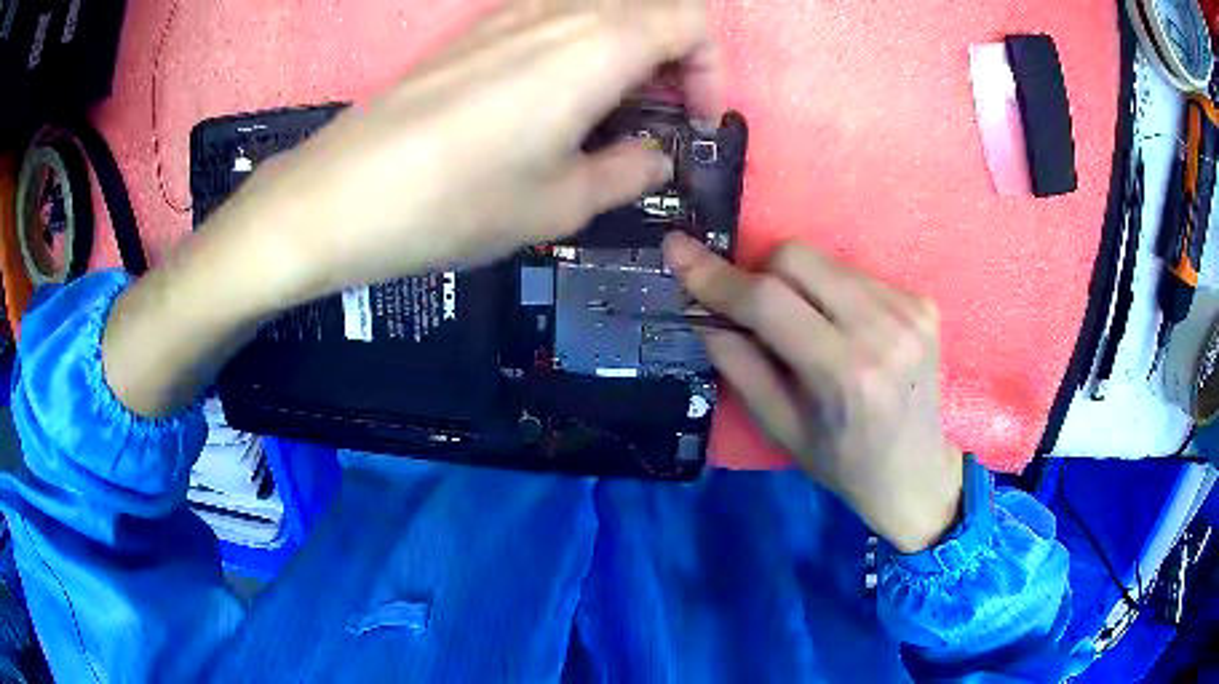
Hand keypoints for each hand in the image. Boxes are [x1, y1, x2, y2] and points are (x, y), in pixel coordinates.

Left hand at [213, 0, 722, 307]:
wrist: (341, 195)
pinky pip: (553, 20)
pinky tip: (553, 102)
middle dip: (675, 57)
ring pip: (601, 9)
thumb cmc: (457, 202)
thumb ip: (627, 172)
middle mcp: (559, 12)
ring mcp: (509, 15)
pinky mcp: (474, 33)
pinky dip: (580, 49)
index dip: (710, 69)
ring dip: (627, 51)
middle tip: (659, 117)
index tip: (694, 121)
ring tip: (609, 113)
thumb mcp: (559, 204)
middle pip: (650, 6)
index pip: (690, 20)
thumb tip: (654, 158)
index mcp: (597, 44)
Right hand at [664, 233, 963, 552]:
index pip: (769, 301)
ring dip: (798, 284)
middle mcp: (883, 330)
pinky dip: (832, 291)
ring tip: (806, 327)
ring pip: (825, 260)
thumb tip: (703, 311)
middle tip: (757, 313)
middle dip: (761, 275)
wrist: (916, 471)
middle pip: (796, 257)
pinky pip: (854, 273)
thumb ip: (739, 366)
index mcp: (845, 373)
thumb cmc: (844, 463)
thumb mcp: (781, 429)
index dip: (717, 275)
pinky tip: (842, 328)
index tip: (677, 251)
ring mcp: (910, 310)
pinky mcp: (922, 302)